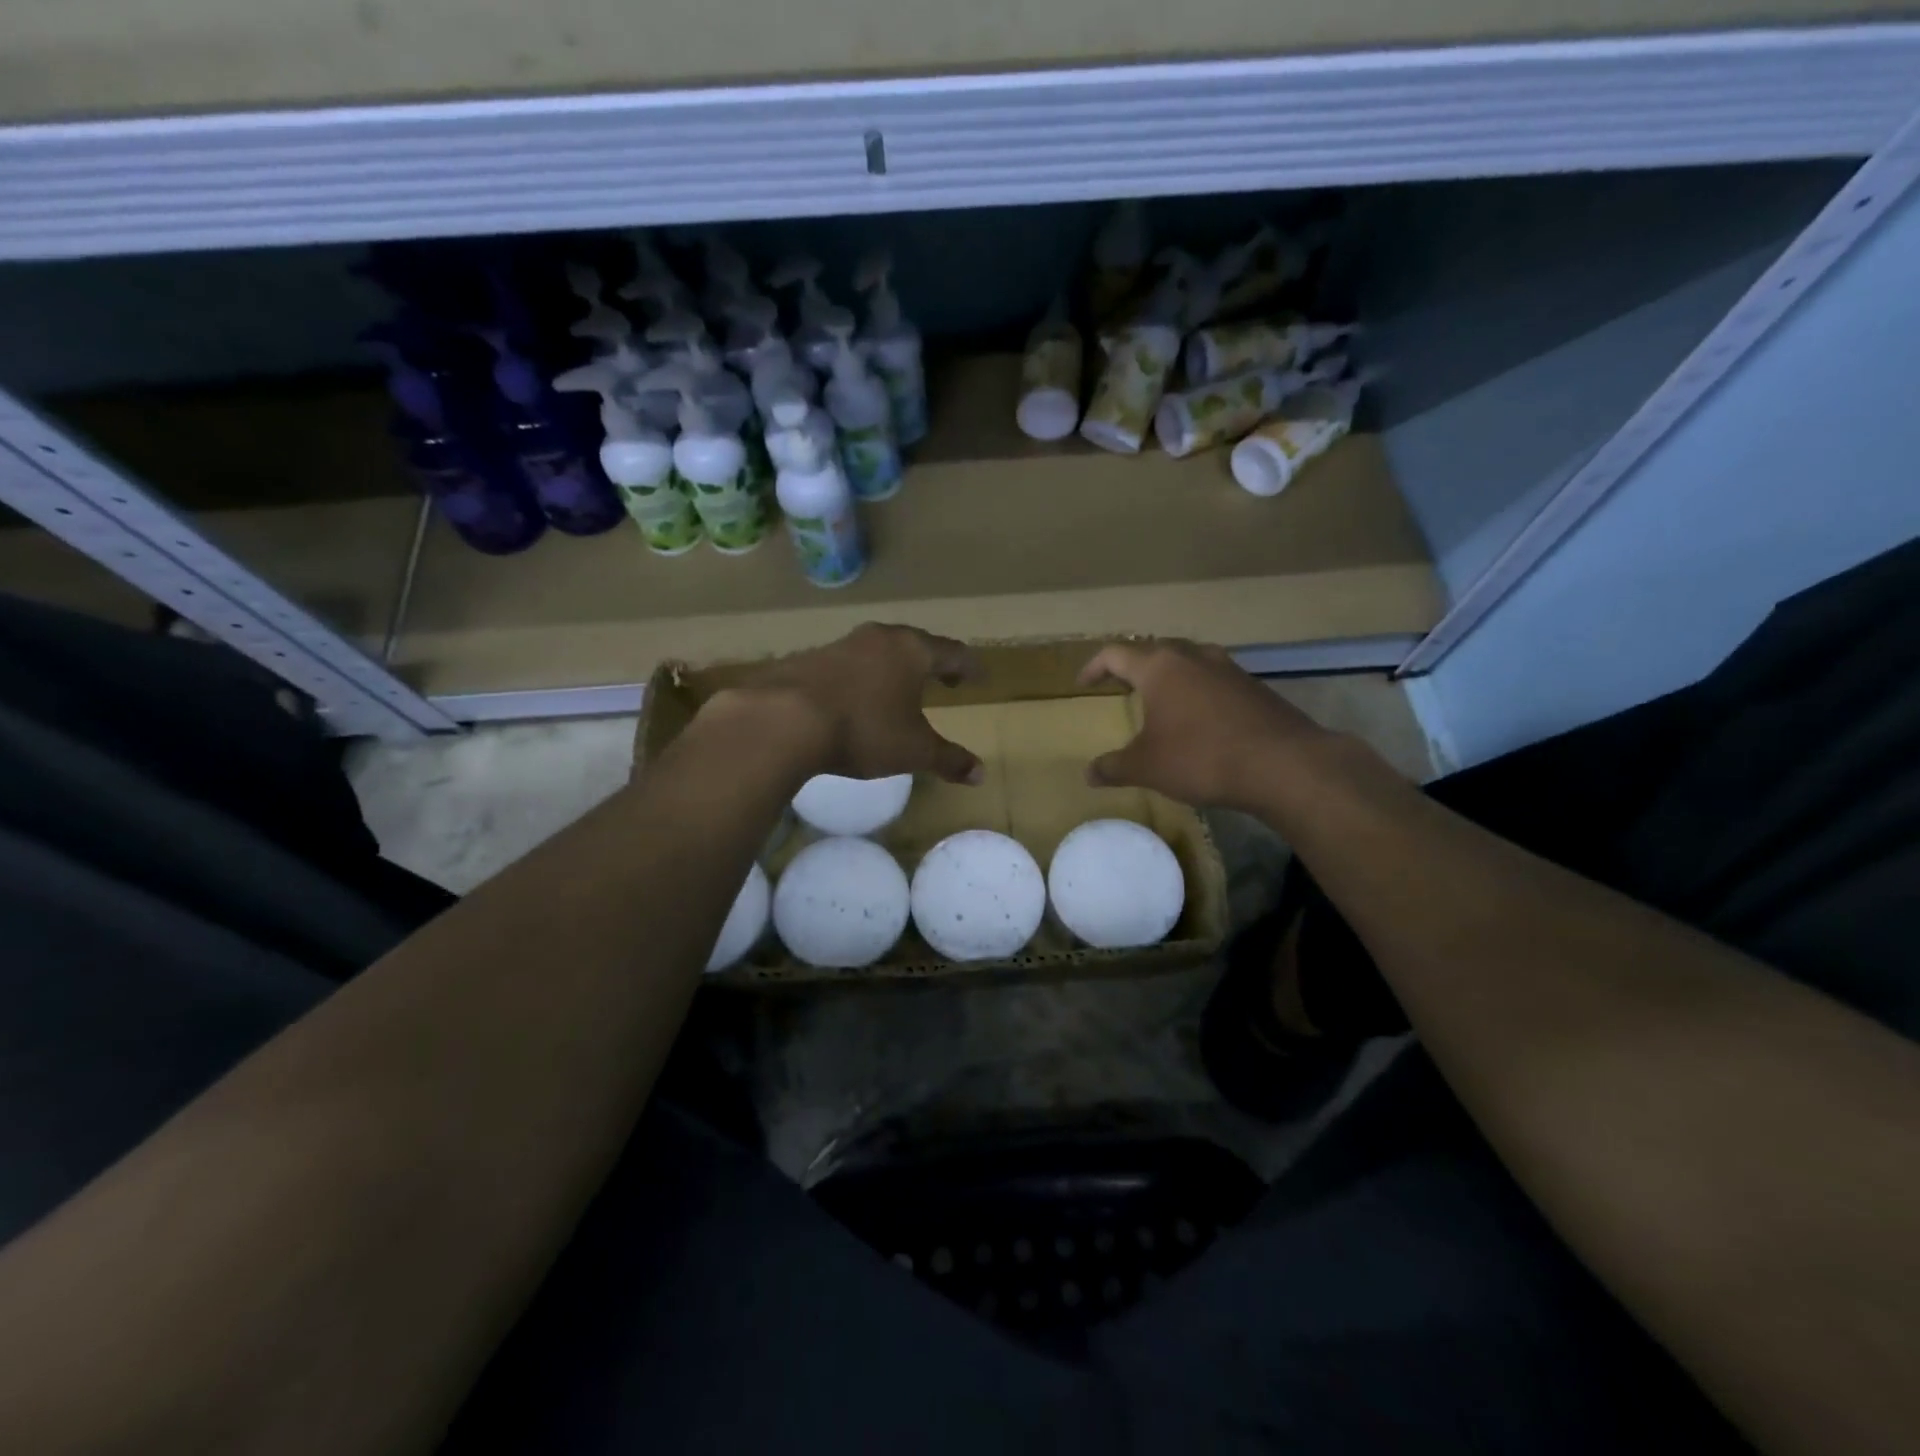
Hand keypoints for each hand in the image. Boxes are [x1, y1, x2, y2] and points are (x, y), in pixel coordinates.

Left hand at [709, 623, 984, 784]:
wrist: (784, 719)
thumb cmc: (864, 730)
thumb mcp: (913, 751)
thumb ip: (948, 760)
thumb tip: (980, 774)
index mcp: (913, 651)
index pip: (952, 652)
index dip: (968, 666)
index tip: (978, 677)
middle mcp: (880, 638)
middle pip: (915, 644)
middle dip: (932, 662)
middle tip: (943, 678)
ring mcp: (841, 644)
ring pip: (879, 650)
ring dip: (893, 667)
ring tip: (898, 688)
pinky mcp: (808, 658)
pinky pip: (848, 663)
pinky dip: (861, 676)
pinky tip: (855, 697)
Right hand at [1078, 640, 1341, 809]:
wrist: (1283, 764)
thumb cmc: (1201, 757)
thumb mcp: (1147, 767)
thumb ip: (1114, 767)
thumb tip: (1089, 774)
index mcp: (1160, 668)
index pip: (1115, 654)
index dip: (1094, 667)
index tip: (1083, 683)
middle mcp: (1193, 657)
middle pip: (1155, 650)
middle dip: (1134, 666)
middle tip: (1122, 685)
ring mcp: (1229, 669)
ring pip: (1189, 661)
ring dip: (1170, 675)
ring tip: (1161, 698)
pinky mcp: (1254, 687)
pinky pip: (1215, 679)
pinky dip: (1198, 690)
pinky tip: (1200, 718)